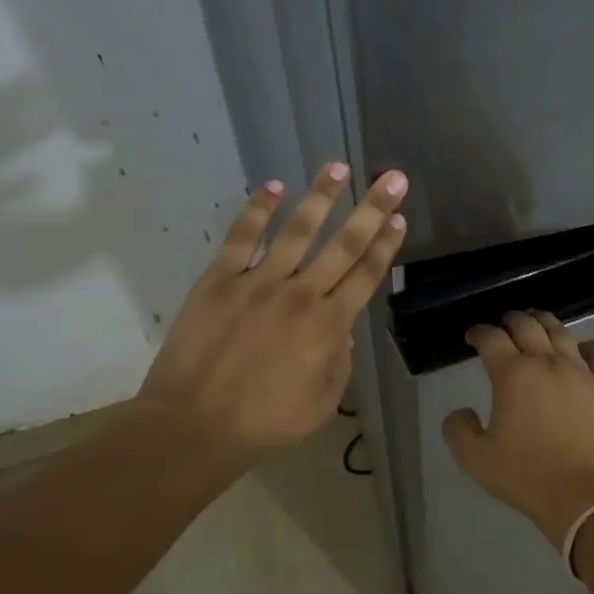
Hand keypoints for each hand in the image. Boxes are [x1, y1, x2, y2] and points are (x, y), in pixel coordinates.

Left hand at [135, 162, 407, 466]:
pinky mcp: (220, 280)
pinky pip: (242, 237)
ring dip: (320, 197)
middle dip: (372, 208)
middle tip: (392, 178)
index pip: (366, 275)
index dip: (386, 246)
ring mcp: (258, 282)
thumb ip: (339, 362)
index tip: (399, 220)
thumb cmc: (264, 423)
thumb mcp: (322, 404)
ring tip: (337, 167)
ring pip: (297, 230)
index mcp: (329, 326)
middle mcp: (301, 294)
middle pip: (344, 244)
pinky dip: (257, 210)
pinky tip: (273, 187)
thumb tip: (342, 330)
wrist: (194, 426)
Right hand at [443, 310, 593, 544]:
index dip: (478, 332)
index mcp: (512, 375)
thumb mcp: (476, 459)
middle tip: (504, 323)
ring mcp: (582, 374)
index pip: (491, 339)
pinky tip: (585, 348)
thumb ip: (459, 430)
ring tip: (538, 322)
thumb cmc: (527, 476)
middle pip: (527, 326)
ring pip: (562, 334)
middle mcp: (547, 363)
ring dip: (546, 323)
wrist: (586, 497)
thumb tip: (461, 412)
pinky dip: (589, 346)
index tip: (472, 336)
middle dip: (511, 320)